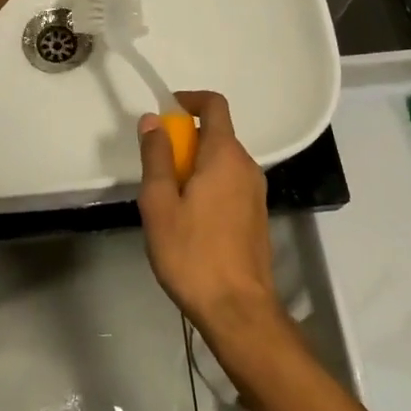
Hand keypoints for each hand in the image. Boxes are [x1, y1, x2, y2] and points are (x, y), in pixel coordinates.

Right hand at [137, 92, 287, 354]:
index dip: (189, 100)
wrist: (238, 310)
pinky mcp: (257, 216)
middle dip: (185, 141)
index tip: (165, 113)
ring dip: (195, 166)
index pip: (214, 105)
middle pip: (216, 134)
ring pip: (222, 162)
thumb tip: (153, 119)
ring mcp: (256, 192)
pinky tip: (190, 221)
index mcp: (225, 155)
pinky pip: (230, 184)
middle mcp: (247, 166)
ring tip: (169, 201)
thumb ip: (156, 157)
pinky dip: (209, 185)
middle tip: (158, 170)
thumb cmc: (192, 254)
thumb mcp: (160, 203)